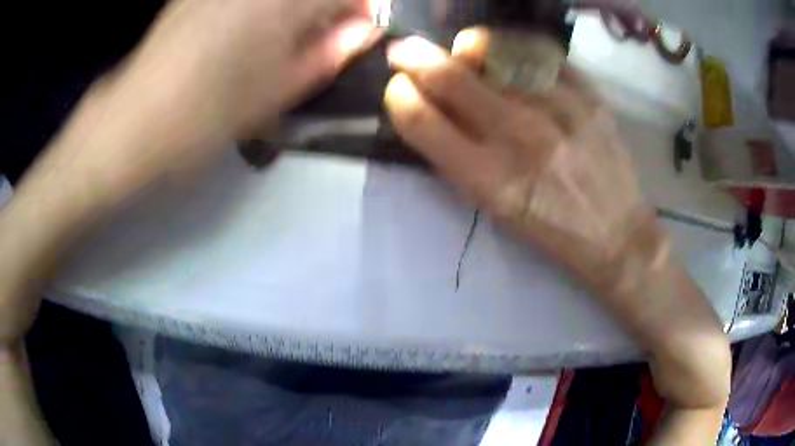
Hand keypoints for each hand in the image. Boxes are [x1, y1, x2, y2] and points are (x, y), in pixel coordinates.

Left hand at [119, 0, 378, 139]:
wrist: (137, 121)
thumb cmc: (211, 114)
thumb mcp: (280, 89)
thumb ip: (330, 52)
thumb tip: (363, 31)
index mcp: (286, 2)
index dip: (362, 9)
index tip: (355, 31)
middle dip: (329, 5)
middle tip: (321, 29)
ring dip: (293, 8)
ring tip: (282, 29)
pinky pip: (244, 0)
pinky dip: (260, 7)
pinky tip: (246, 23)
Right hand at [384, 30, 652, 297]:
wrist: (616, 233)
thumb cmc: (551, 228)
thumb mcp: (496, 208)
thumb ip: (459, 158)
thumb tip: (430, 107)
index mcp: (490, 180)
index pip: (422, 120)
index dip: (399, 96)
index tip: (398, 87)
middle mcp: (521, 138)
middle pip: (451, 78)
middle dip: (415, 58)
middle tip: (405, 51)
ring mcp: (559, 110)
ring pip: (493, 52)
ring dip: (468, 49)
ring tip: (466, 52)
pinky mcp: (589, 95)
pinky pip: (539, 52)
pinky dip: (516, 48)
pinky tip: (512, 58)